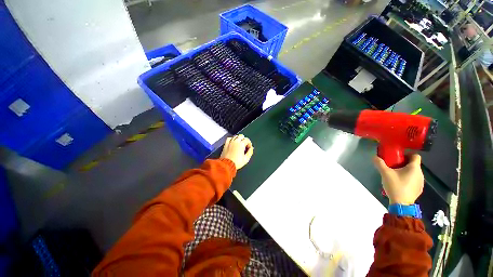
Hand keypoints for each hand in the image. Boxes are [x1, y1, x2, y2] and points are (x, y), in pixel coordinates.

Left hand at [220, 134, 253, 169]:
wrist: (227, 165)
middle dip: (244, 140)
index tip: (249, 147)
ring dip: (238, 139)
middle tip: (245, 145)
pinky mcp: (226, 144)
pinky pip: (229, 138)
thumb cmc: (236, 163)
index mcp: (241, 144)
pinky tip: (233, 142)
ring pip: (235, 136)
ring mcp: (230, 142)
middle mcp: (235, 142)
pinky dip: (231, 139)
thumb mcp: (246, 159)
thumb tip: (251, 149)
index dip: (249, 143)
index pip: (247, 140)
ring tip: (239, 144)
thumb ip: (250, 152)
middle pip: (241, 136)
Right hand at [372, 154, 423, 204]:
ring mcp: (421, 182)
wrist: (401, 204)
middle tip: (393, 166)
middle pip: (413, 164)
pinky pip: (414, 180)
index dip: (408, 154)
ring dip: (406, 172)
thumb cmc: (395, 186)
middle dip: (404, 163)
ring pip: (413, 173)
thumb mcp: (385, 173)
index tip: (398, 157)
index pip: (415, 156)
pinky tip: (400, 184)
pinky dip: (408, 179)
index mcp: (414, 168)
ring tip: (395, 176)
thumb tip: (374, 157)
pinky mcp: (419, 189)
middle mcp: (420, 173)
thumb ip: (380, 164)